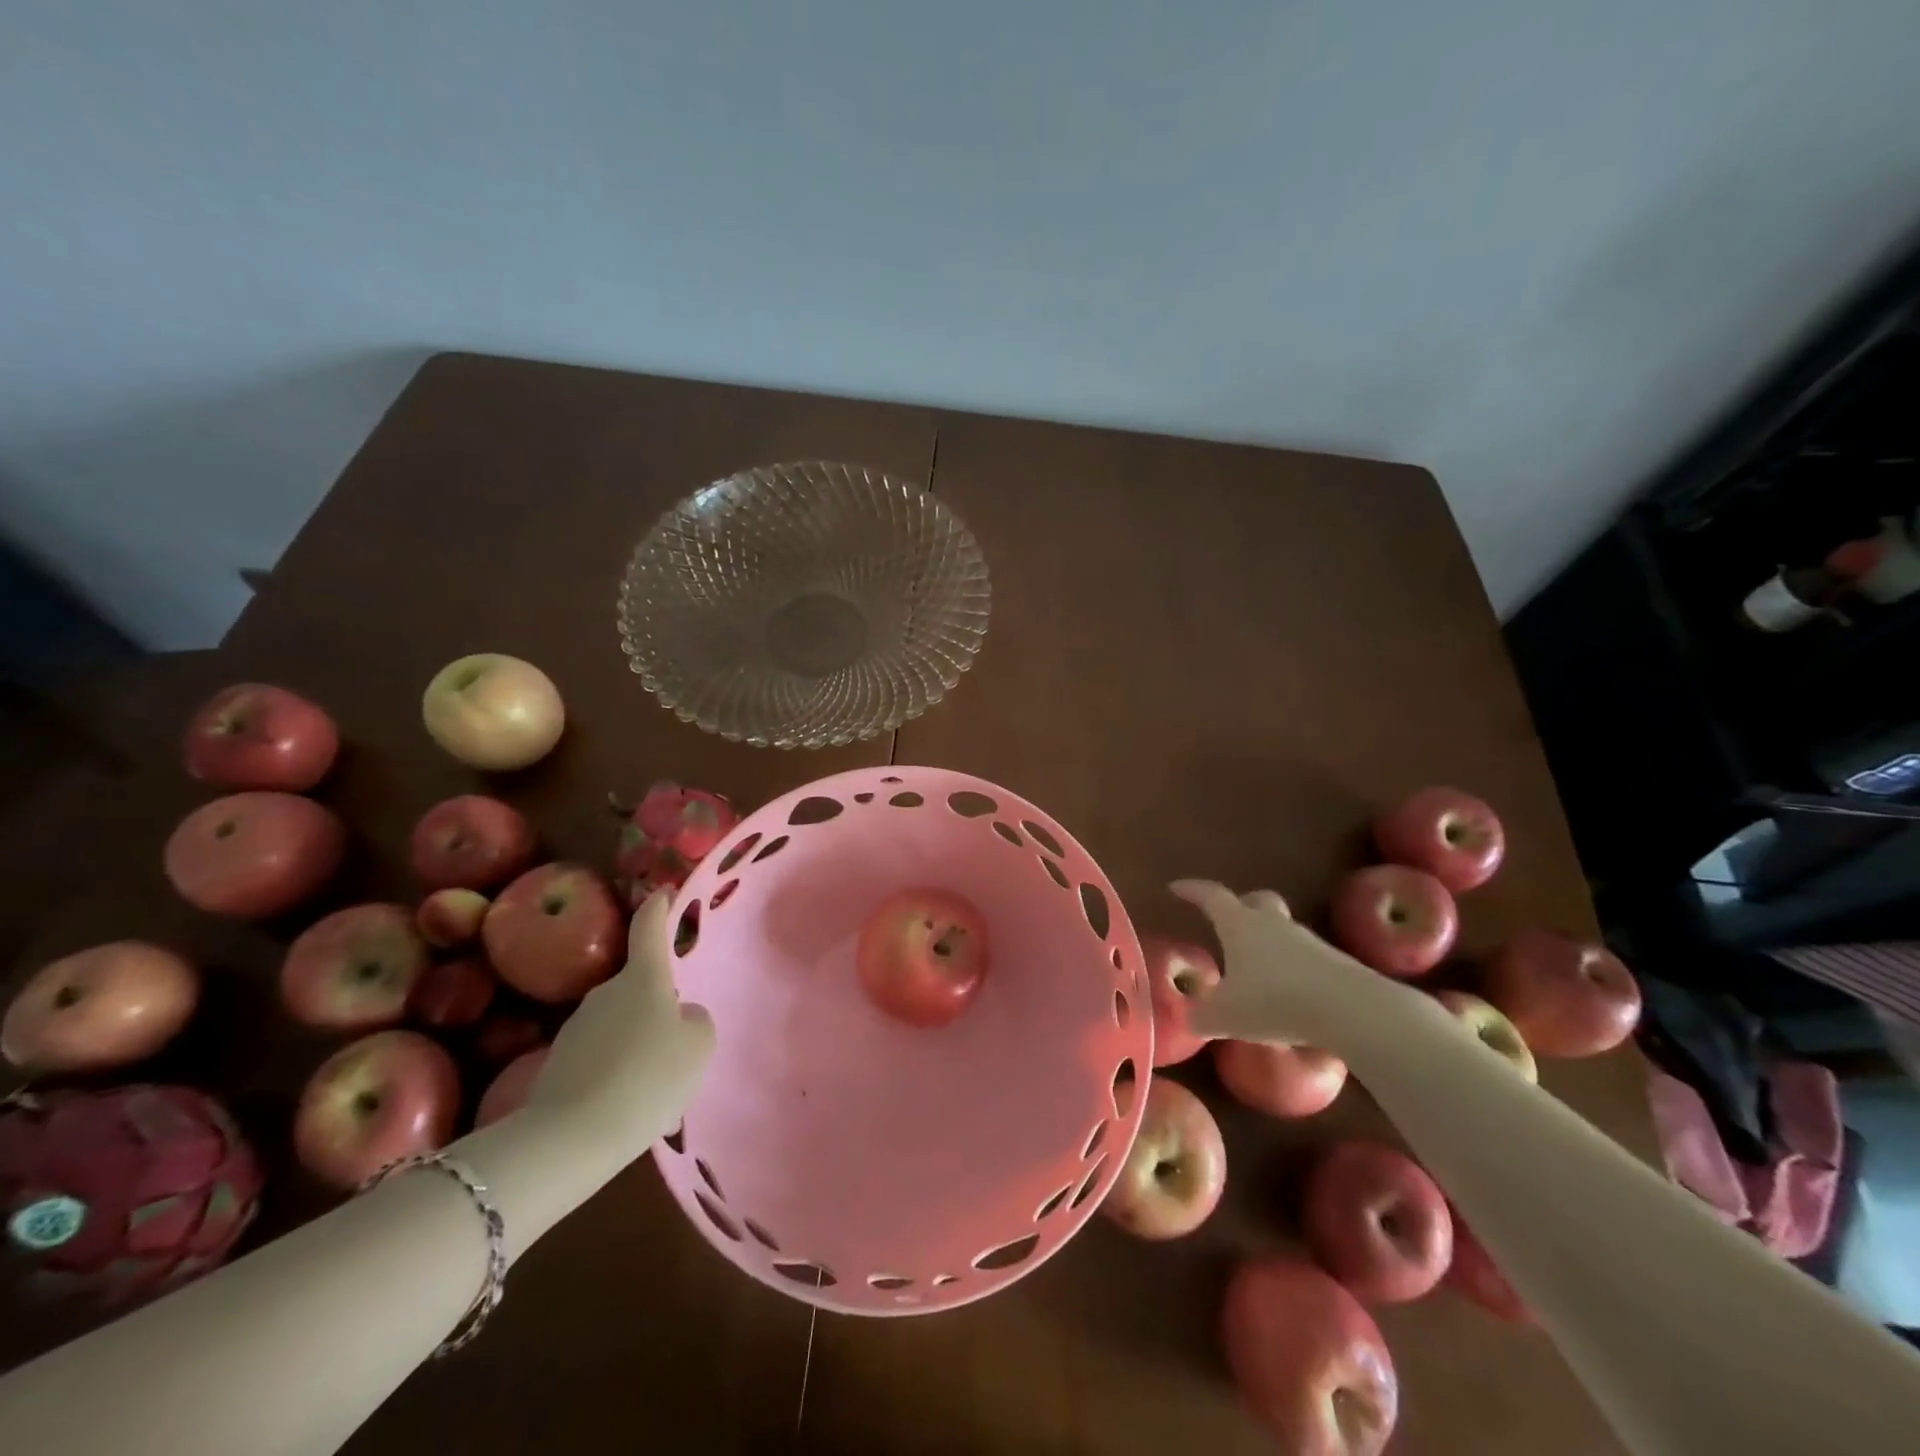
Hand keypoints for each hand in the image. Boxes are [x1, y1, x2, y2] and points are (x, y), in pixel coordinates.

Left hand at [528, 890, 714, 1158]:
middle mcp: (605, 991)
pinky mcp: (558, 1063)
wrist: (569, 1138)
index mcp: (642, 978)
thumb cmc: (648, 1077)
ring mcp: (577, 1027)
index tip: (665, 891)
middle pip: (638, 985)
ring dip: (638, 1043)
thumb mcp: (697, 1046)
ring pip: (621, 1025)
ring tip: (656, 1085)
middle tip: (678, 1040)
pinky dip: (618, 1072)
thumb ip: (695, 1020)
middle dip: (657, 1004)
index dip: (660, 906)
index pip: (650, 927)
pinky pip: (602, 1057)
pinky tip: (628, 1105)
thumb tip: (679, 1016)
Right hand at [1171, 879, 1391, 1052]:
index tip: (1175, 888)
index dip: (1191, 891)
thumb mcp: (1224, 1017)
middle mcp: (1273, 924)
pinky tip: (1286, 995)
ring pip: (1282, 930)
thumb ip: (1200, 1016)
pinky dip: (1290, 968)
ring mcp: (1308, 941)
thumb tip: (1189, 1016)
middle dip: (1240, 906)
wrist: (1351, 1010)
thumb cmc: (1274, 1002)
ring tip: (1254, 969)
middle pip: (1256, 900)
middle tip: (1227, 921)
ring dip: (1267, 942)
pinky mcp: (1335, 963)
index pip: (1211, 896)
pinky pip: (1304, 958)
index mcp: (1240, 925)